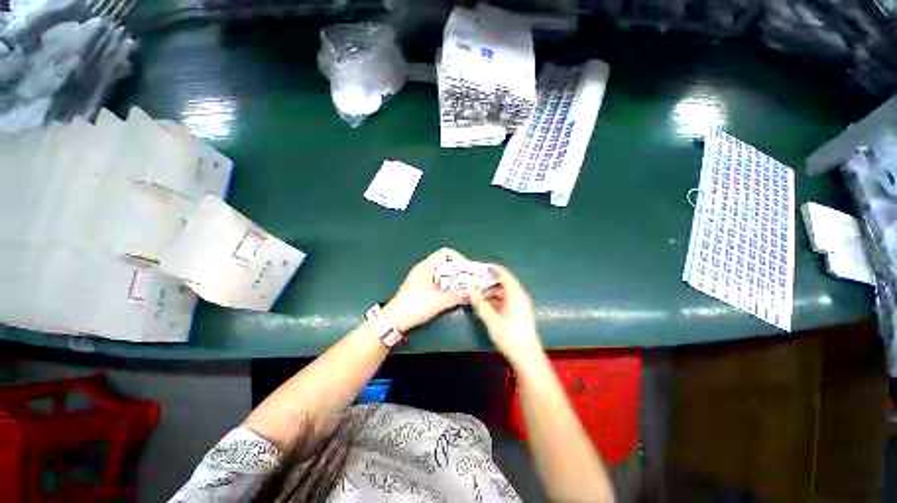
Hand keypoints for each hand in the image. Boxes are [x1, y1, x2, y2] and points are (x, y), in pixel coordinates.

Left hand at [383, 248, 467, 332]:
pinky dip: (446, 285)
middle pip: (444, 263)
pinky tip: (452, 294)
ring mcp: (420, 278)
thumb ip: (457, 297)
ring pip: (441, 273)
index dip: (457, 258)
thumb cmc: (416, 306)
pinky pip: (437, 281)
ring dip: (453, 280)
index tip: (466, 269)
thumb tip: (473, 294)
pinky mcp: (419, 287)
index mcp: (426, 266)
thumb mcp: (439, 302)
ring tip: (464, 288)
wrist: (394, 320)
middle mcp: (423, 269)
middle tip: (469, 280)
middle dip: (458, 271)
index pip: (444, 253)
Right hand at [470, 266, 543, 365]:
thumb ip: (480, 304)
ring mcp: (522, 305)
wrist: (527, 356)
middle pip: (504, 284)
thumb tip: (471, 292)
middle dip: (490, 284)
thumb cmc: (509, 335)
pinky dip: (498, 301)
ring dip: (493, 294)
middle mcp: (520, 296)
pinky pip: (508, 301)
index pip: (504, 274)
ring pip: (505, 294)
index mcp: (515, 294)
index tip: (481, 269)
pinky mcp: (521, 313)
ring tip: (479, 298)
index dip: (493, 270)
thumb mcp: (491, 320)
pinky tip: (488, 307)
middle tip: (476, 286)